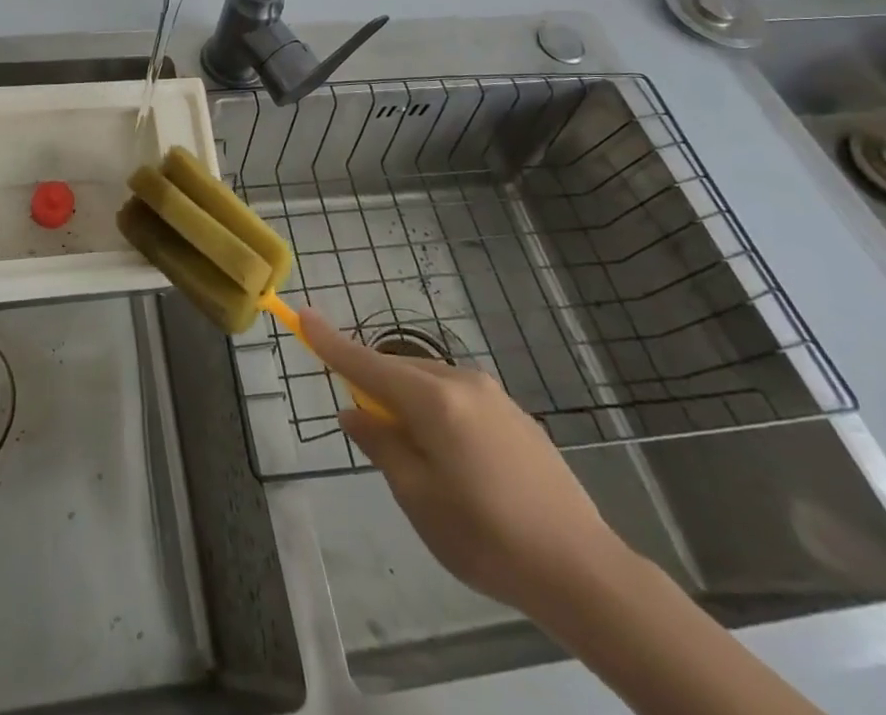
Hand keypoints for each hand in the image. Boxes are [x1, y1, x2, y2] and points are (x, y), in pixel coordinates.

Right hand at [299, 309, 629, 618]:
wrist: (584, 571)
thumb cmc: (487, 537)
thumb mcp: (418, 497)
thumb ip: (381, 445)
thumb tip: (354, 413)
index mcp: (432, 399)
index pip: (366, 363)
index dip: (330, 342)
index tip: (302, 314)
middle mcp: (462, 382)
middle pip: (399, 371)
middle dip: (376, 391)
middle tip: (373, 436)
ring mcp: (494, 396)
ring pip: (430, 384)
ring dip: (410, 405)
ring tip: (421, 461)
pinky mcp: (517, 416)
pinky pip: (459, 400)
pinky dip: (440, 414)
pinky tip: (460, 464)